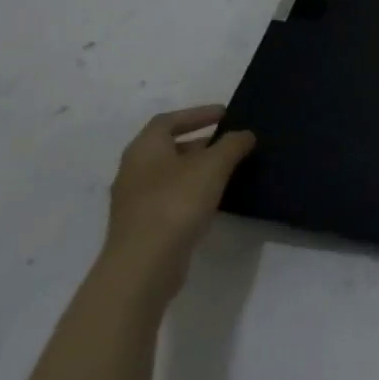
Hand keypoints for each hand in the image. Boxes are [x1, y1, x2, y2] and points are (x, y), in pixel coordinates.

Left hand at [100, 105, 255, 304]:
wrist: (144, 264)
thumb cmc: (176, 203)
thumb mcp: (213, 165)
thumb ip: (232, 144)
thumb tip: (245, 134)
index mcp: (145, 149)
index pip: (168, 120)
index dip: (197, 114)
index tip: (225, 114)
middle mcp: (133, 170)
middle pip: (168, 147)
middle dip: (201, 143)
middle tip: (230, 143)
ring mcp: (135, 201)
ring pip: (170, 174)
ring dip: (198, 169)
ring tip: (228, 170)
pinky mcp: (143, 226)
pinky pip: (170, 198)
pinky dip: (192, 192)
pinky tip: (213, 200)